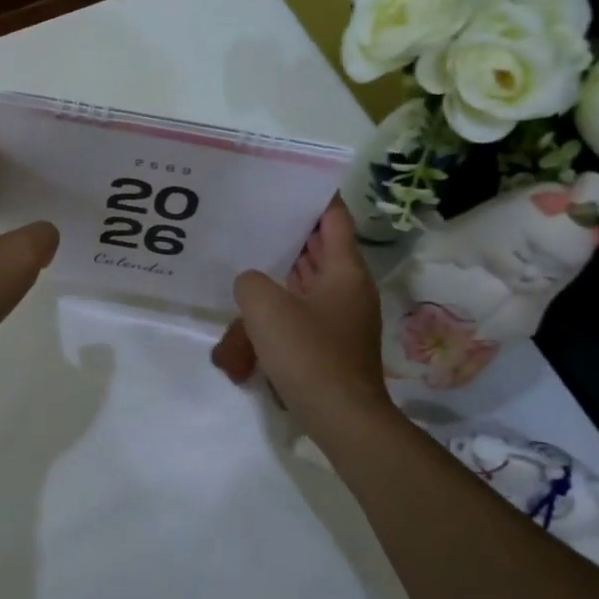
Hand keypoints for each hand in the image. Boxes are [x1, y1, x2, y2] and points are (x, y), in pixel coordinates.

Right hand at [212, 199, 390, 428]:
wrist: (341, 418)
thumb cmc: (308, 354)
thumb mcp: (266, 308)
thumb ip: (251, 282)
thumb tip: (252, 284)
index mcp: (344, 270)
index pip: (334, 218)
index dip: (316, 196)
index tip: (291, 181)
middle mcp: (349, 289)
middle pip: (321, 249)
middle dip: (292, 234)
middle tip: (258, 216)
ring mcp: (343, 318)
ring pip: (310, 284)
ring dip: (283, 273)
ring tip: (249, 259)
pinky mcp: (332, 344)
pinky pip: (305, 312)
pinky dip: (283, 306)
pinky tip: (254, 313)